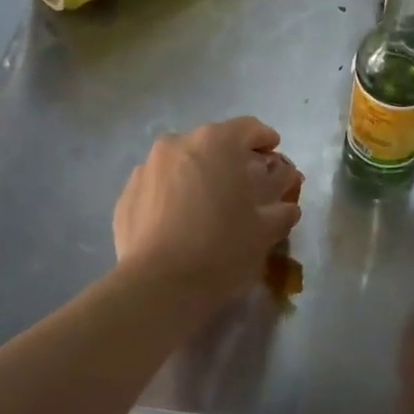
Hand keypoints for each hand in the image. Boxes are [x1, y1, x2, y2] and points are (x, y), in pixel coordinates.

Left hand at [114, 117, 302, 300]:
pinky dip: (173, 196)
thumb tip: (287, 204)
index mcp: (216, 142)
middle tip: (244, 185)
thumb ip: (282, 208)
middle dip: (230, 160)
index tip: (274, 154)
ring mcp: (147, 167)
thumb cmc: (222, 248)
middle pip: (212, 143)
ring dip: (199, 176)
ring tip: (209, 206)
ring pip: (182, 163)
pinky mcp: (126, 195)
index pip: (248, 128)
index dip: (265, 140)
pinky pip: (159, 186)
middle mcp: (178, 143)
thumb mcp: (266, 230)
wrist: (159, 285)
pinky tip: (181, 223)